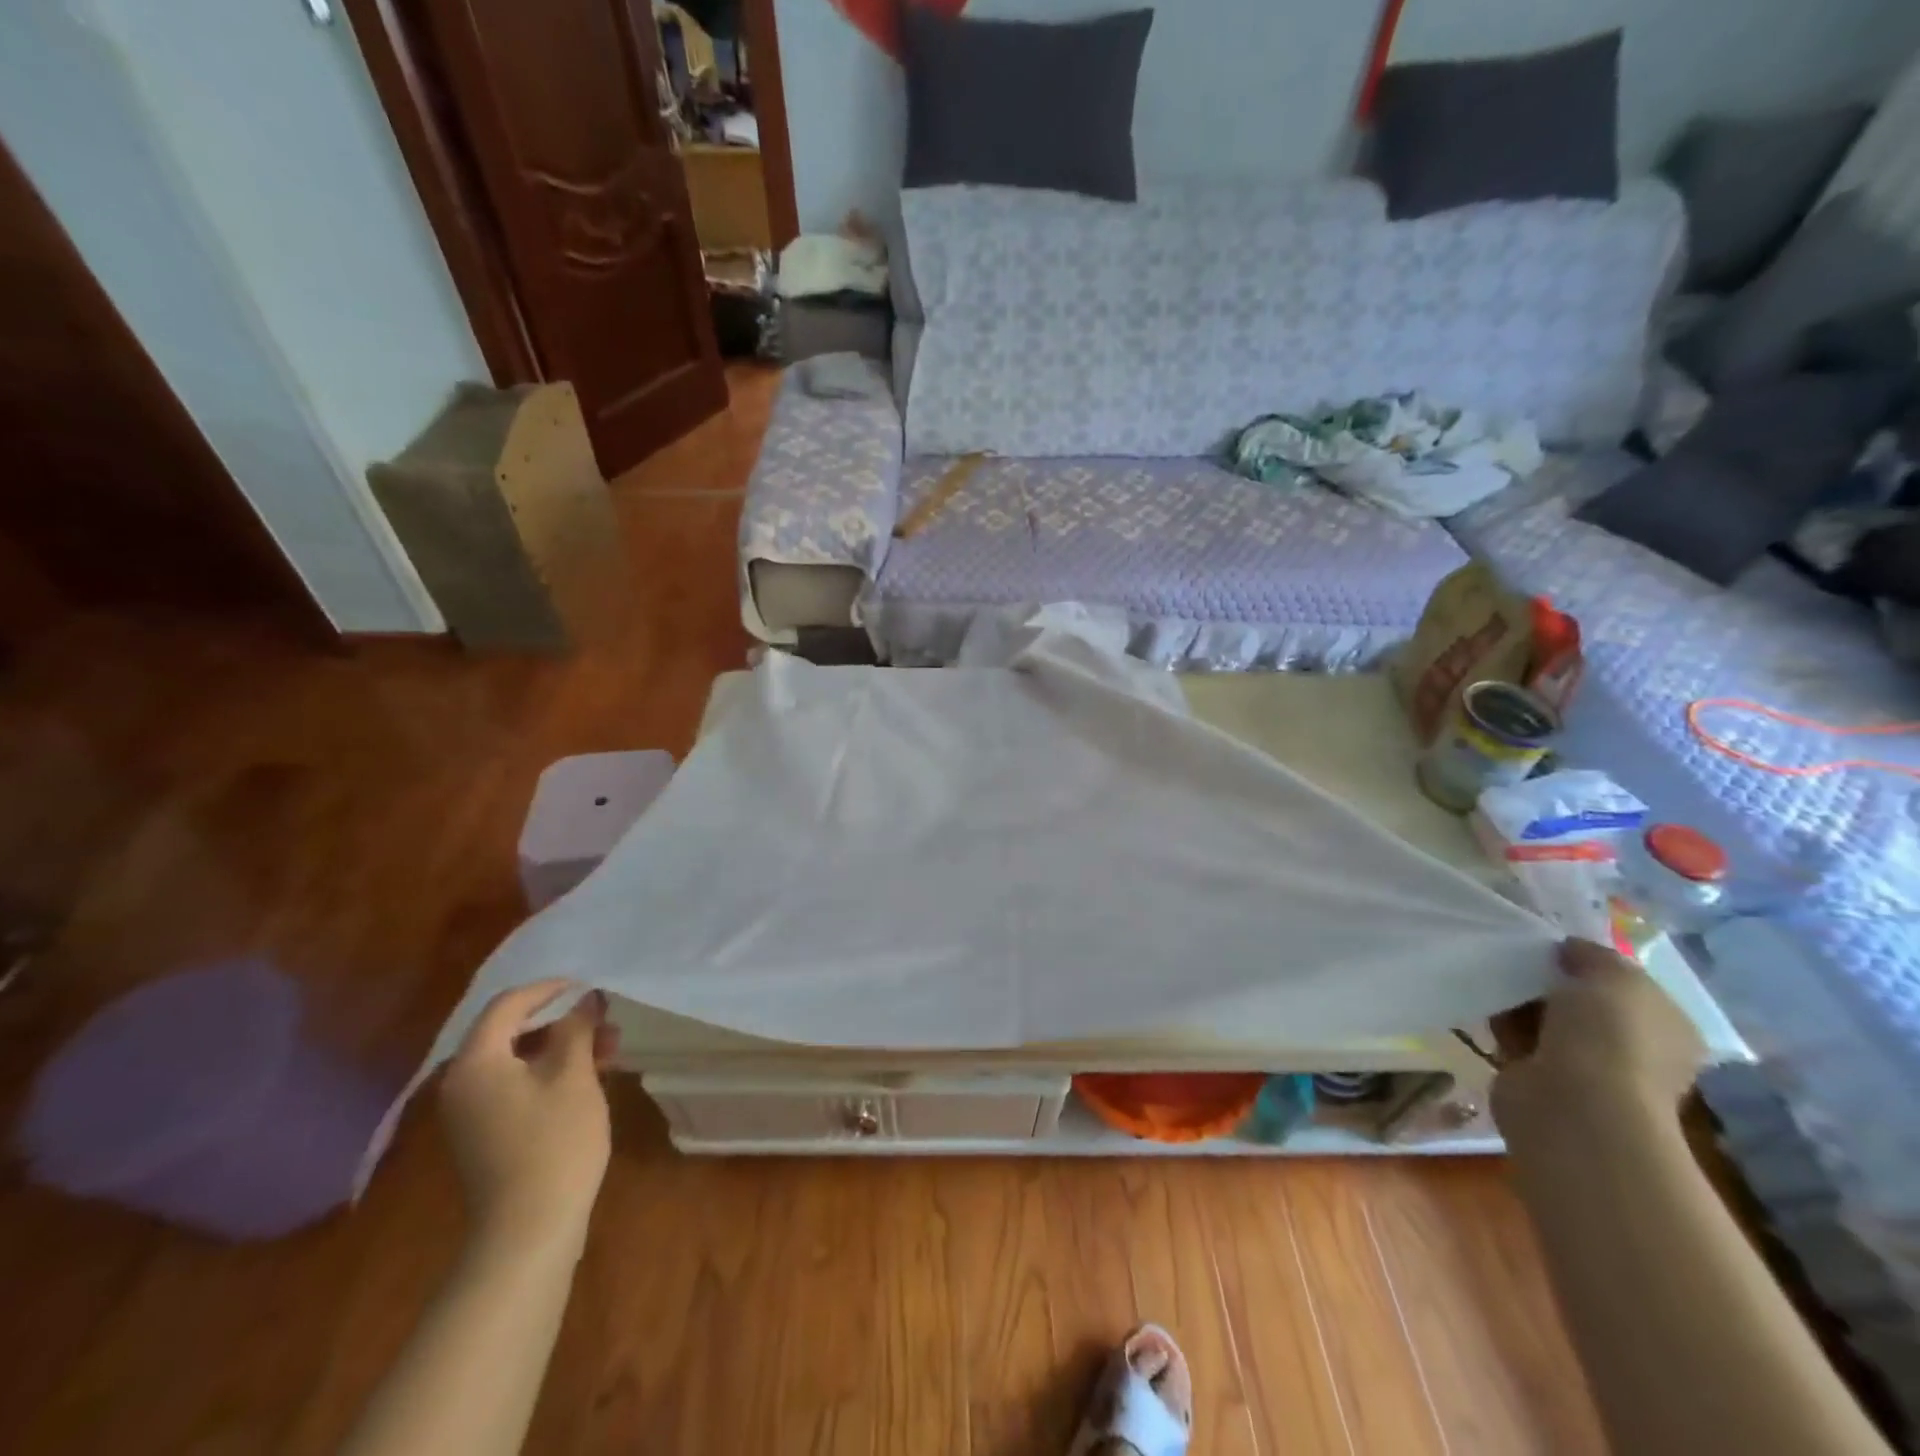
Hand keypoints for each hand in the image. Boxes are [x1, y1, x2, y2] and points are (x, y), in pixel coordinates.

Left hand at [439, 980, 618, 1260]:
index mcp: (476, 1062)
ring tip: (610, 1050)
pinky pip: (516, 1085)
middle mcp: (462, 1083)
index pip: (508, 1005)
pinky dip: (550, 1073)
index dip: (550, 989)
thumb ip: (578, 1029)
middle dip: (563, 1021)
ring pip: (518, 1059)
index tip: (589, 988)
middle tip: (607, 1022)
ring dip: (562, 1047)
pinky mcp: (485, 1134)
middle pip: (512, 1031)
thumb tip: (585, 1000)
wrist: (527, 1232)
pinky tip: (589, 1078)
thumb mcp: (573, 1076)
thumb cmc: (554, 1142)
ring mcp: (471, 1112)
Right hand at [1491, 939, 1706, 1134]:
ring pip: (1545, 1018)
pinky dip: (1500, 1021)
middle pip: (1582, 1000)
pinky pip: (1516, 1037)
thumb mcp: (1613, 975)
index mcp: (1666, 1027)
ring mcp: (1586, 1067)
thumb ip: (1594, 955)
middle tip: (1519, 955)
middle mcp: (1632, 1049)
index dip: (1592, 963)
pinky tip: (1485, 1001)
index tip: (1555, 945)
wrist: (1574, 1103)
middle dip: (1550, 979)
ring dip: (1520, 999)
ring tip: (1495, 973)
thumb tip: (1570, 950)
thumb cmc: (1610, 1035)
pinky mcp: (1540, 1076)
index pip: (1628, 986)